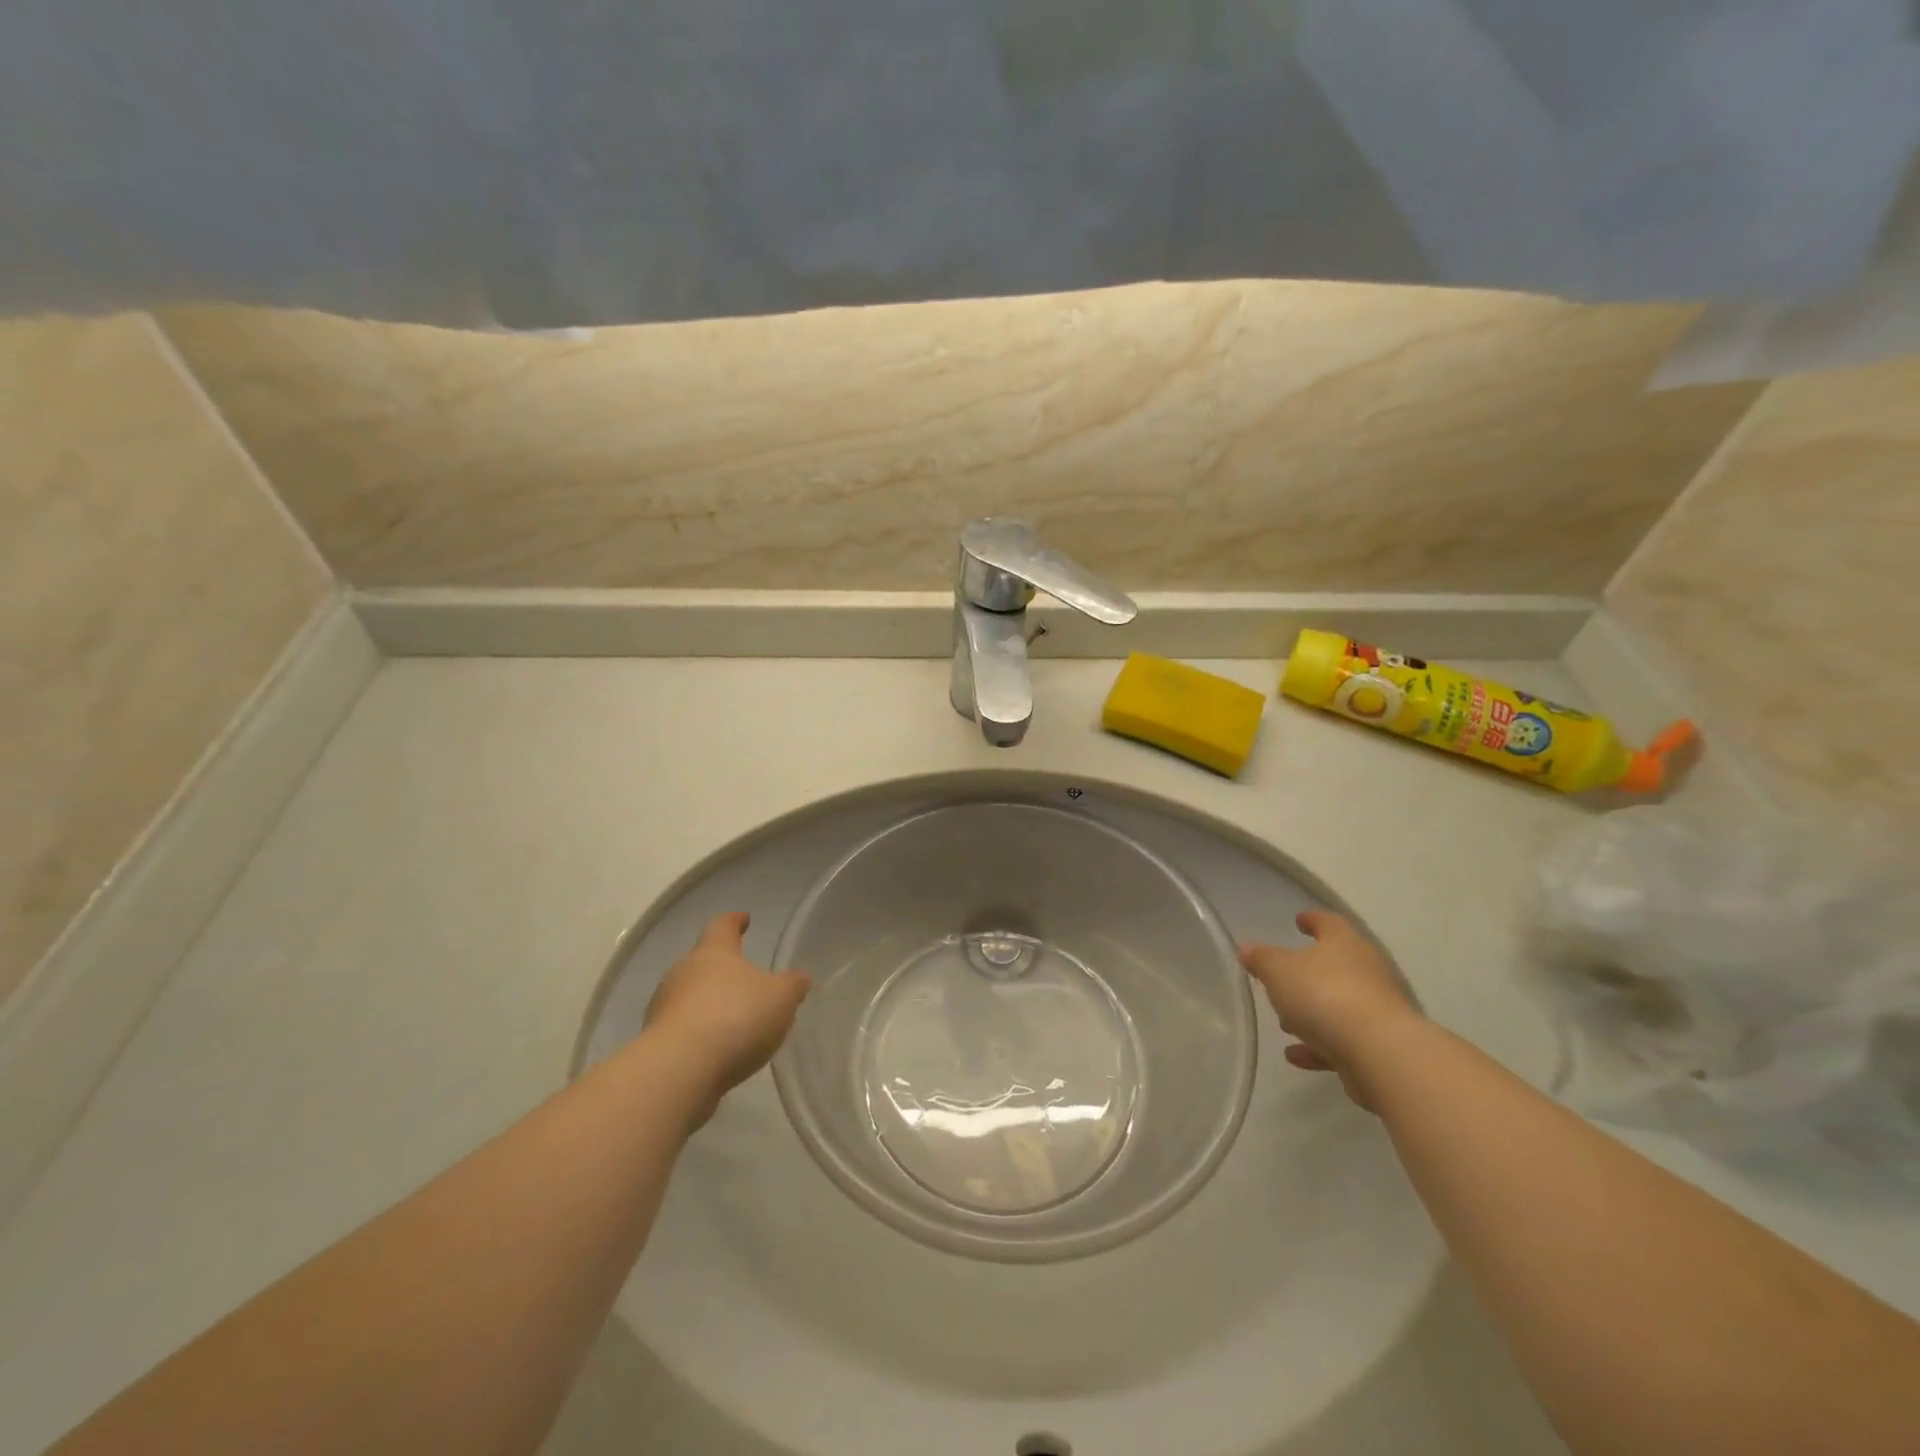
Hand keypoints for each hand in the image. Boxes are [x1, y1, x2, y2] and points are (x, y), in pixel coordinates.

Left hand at [643, 912, 810, 1120]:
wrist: (680, 1070)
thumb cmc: (735, 1017)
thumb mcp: (780, 998)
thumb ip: (791, 985)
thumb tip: (799, 977)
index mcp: (713, 952)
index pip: (722, 926)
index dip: (734, 921)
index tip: (744, 919)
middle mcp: (683, 972)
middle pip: (703, 963)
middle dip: (723, 970)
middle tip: (746, 981)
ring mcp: (664, 1008)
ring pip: (690, 997)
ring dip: (710, 1004)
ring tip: (735, 1021)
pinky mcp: (656, 1043)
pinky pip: (683, 1029)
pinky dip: (700, 1034)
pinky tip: (718, 1050)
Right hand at [1241, 910, 1421, 1108]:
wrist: (1381, 1054)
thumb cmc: (1324, 995)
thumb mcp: (1278, 970)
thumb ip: (1261, 958)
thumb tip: (1248, 949)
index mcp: (1344, 944)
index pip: (1328, 922)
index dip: (1312, 920)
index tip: (1299, 920)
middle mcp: (1367, 971)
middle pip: (1334, 965)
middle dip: (1307, 973)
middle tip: (1282, 978)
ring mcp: (1377, 1009)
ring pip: (1338, 1005)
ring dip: (1311, 1013)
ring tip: (1284, 1024)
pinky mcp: (1380, 1045)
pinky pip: (1342, 1040)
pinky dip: (1319, 1045)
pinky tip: (1295, 1055)